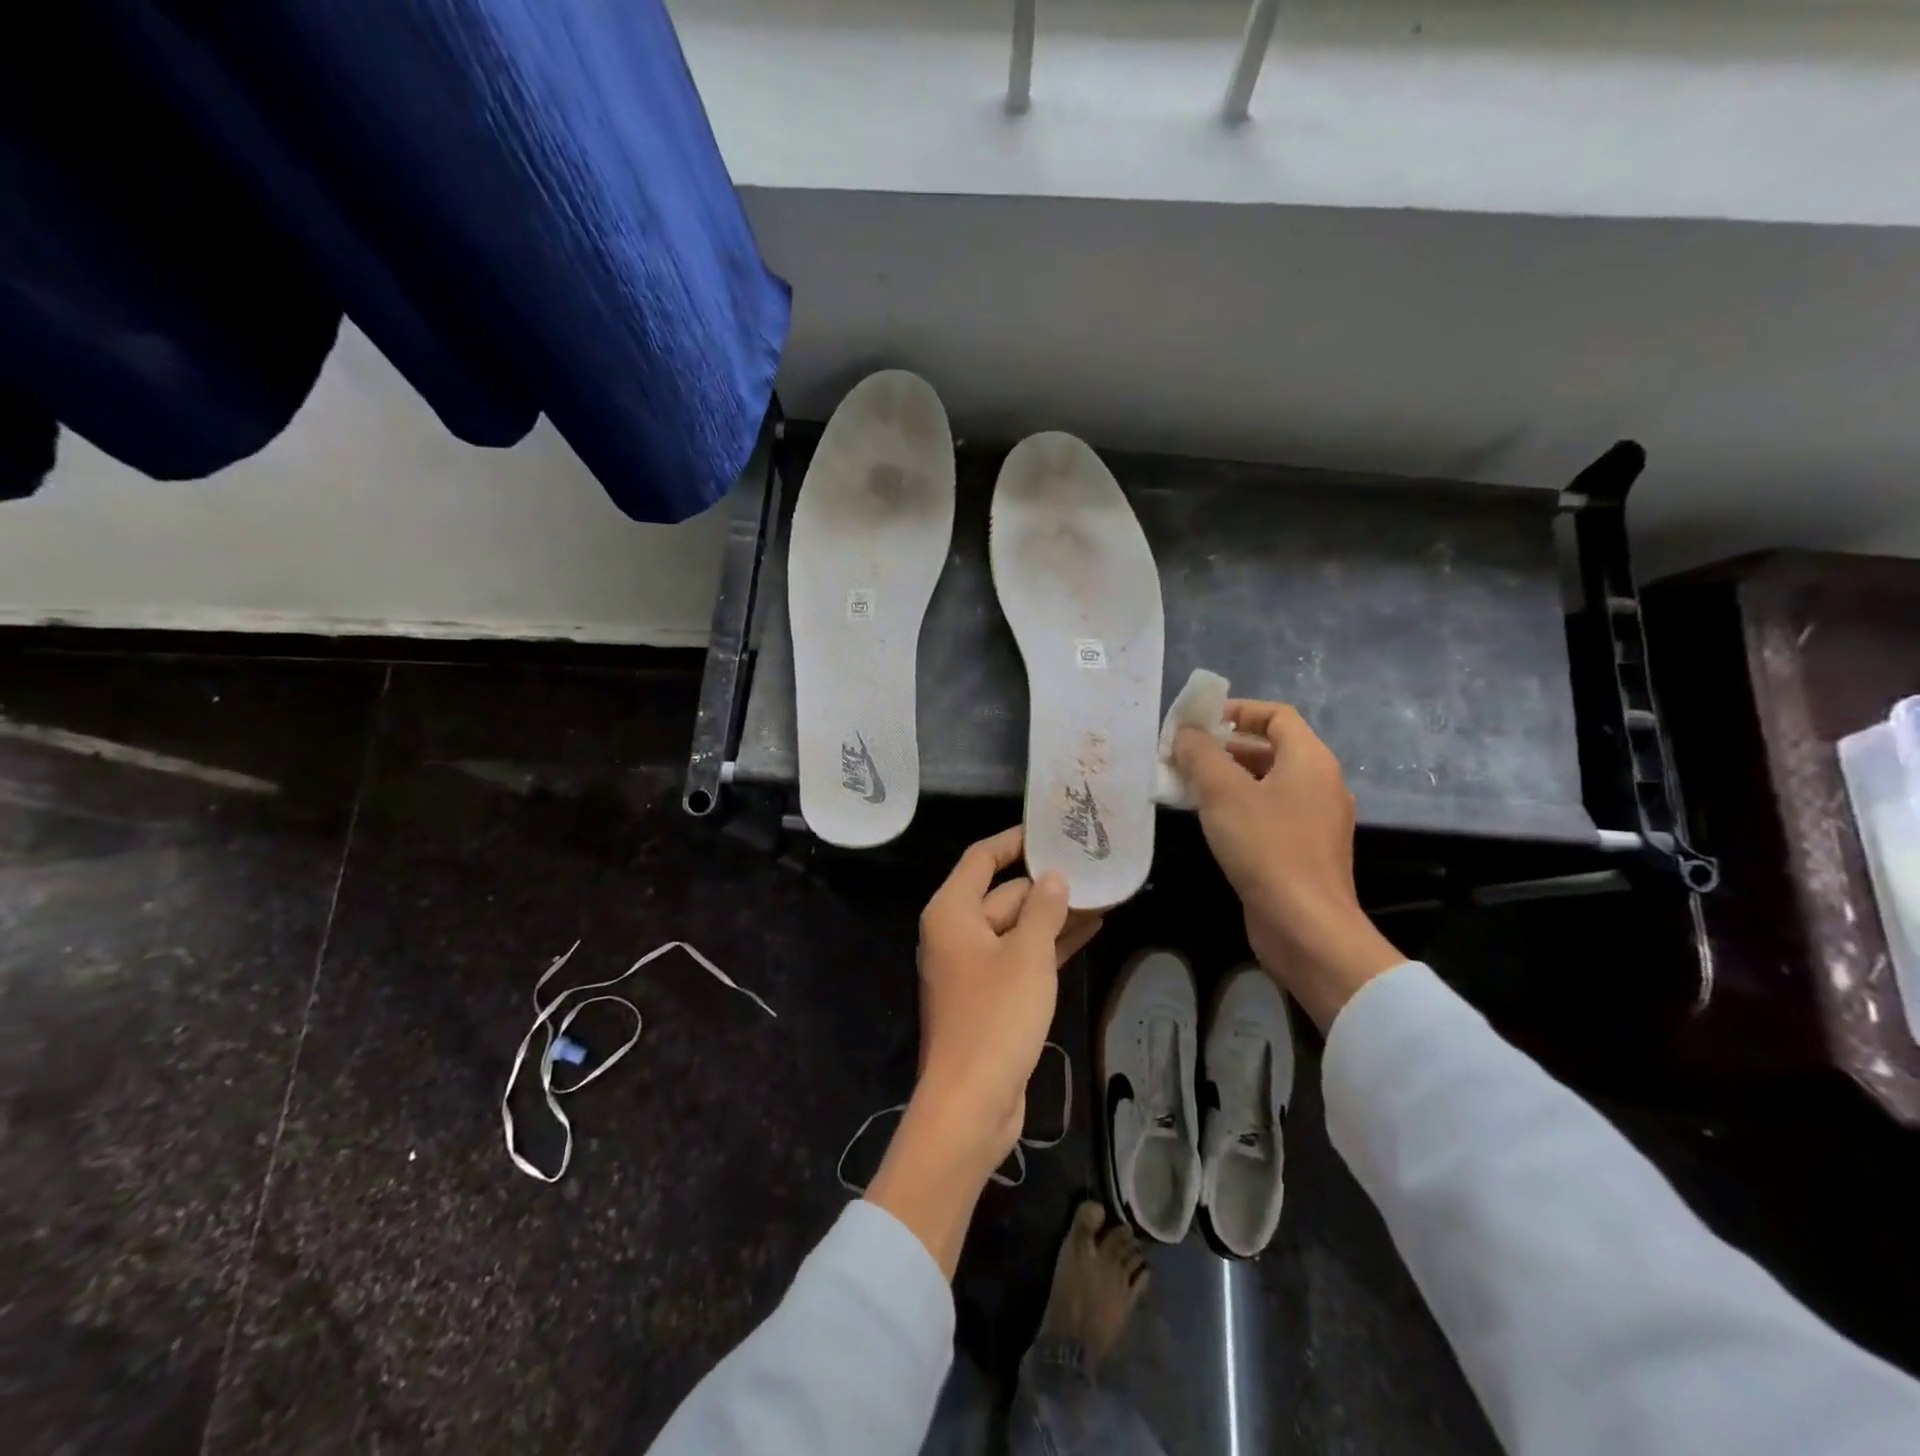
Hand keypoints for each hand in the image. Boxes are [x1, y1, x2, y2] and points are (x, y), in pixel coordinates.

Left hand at [865, 828, 1102, 1276]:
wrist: (971, 1102)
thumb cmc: (995, 1018)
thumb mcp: (1028, 956)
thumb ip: (1043, 909)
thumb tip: (1053, 877)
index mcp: (951, 912)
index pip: (981, 858)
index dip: (1014, 840)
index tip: (1050, 829)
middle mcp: (956, 933)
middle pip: (1002, 893)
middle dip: (1047, 883)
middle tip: (1094, 867)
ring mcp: (972, 967)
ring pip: (1016, 927)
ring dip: (1054, 914)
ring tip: (1104, 895)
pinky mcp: (990, 996)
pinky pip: (1021, 957)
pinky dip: (1049, 944)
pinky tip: (1089, 931)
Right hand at [1172, 702, 1404, 1030]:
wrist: (1305, 925)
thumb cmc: (1266, 847)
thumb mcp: (1222, 792)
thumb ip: (1200, 754)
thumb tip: (1185, 733)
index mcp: (1310, 760)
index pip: (1276, 715)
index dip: (1237, 710)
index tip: (1198, 722)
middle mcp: (1319, 783)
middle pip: (1270, 748)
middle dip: (1224, 747)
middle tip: (1182, 755)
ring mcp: (1314, 820)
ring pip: (1267, 783)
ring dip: (1227, 778)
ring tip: (1185, 785)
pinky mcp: (1303, 850)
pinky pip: (1269, 812)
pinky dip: (1238, 807)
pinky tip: (1207, 820)